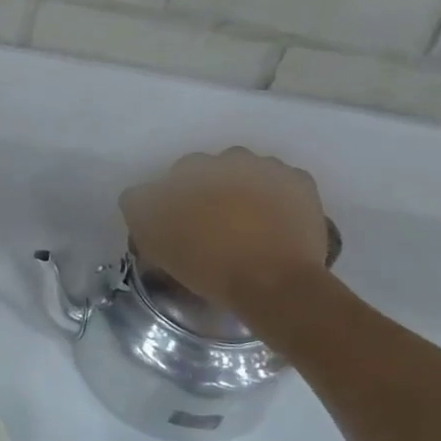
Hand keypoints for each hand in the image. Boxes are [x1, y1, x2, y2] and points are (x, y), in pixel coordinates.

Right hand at [120, 148, 328, 313]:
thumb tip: (143, 196)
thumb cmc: (206, 264)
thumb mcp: (152, 241)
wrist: (272, 282)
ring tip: (248, 227)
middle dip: (210, 191)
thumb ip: (140, 208)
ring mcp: (266, 166)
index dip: (176, 202)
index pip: (173, 178)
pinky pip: (282, 184)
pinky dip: (277, 198)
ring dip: (244, 190)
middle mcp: (224, 158)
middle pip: (211, 170)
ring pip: (247, 172)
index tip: (181, 227)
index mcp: (186, 170)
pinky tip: (275, 224)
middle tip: (214, 226)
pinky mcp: (300, 181)